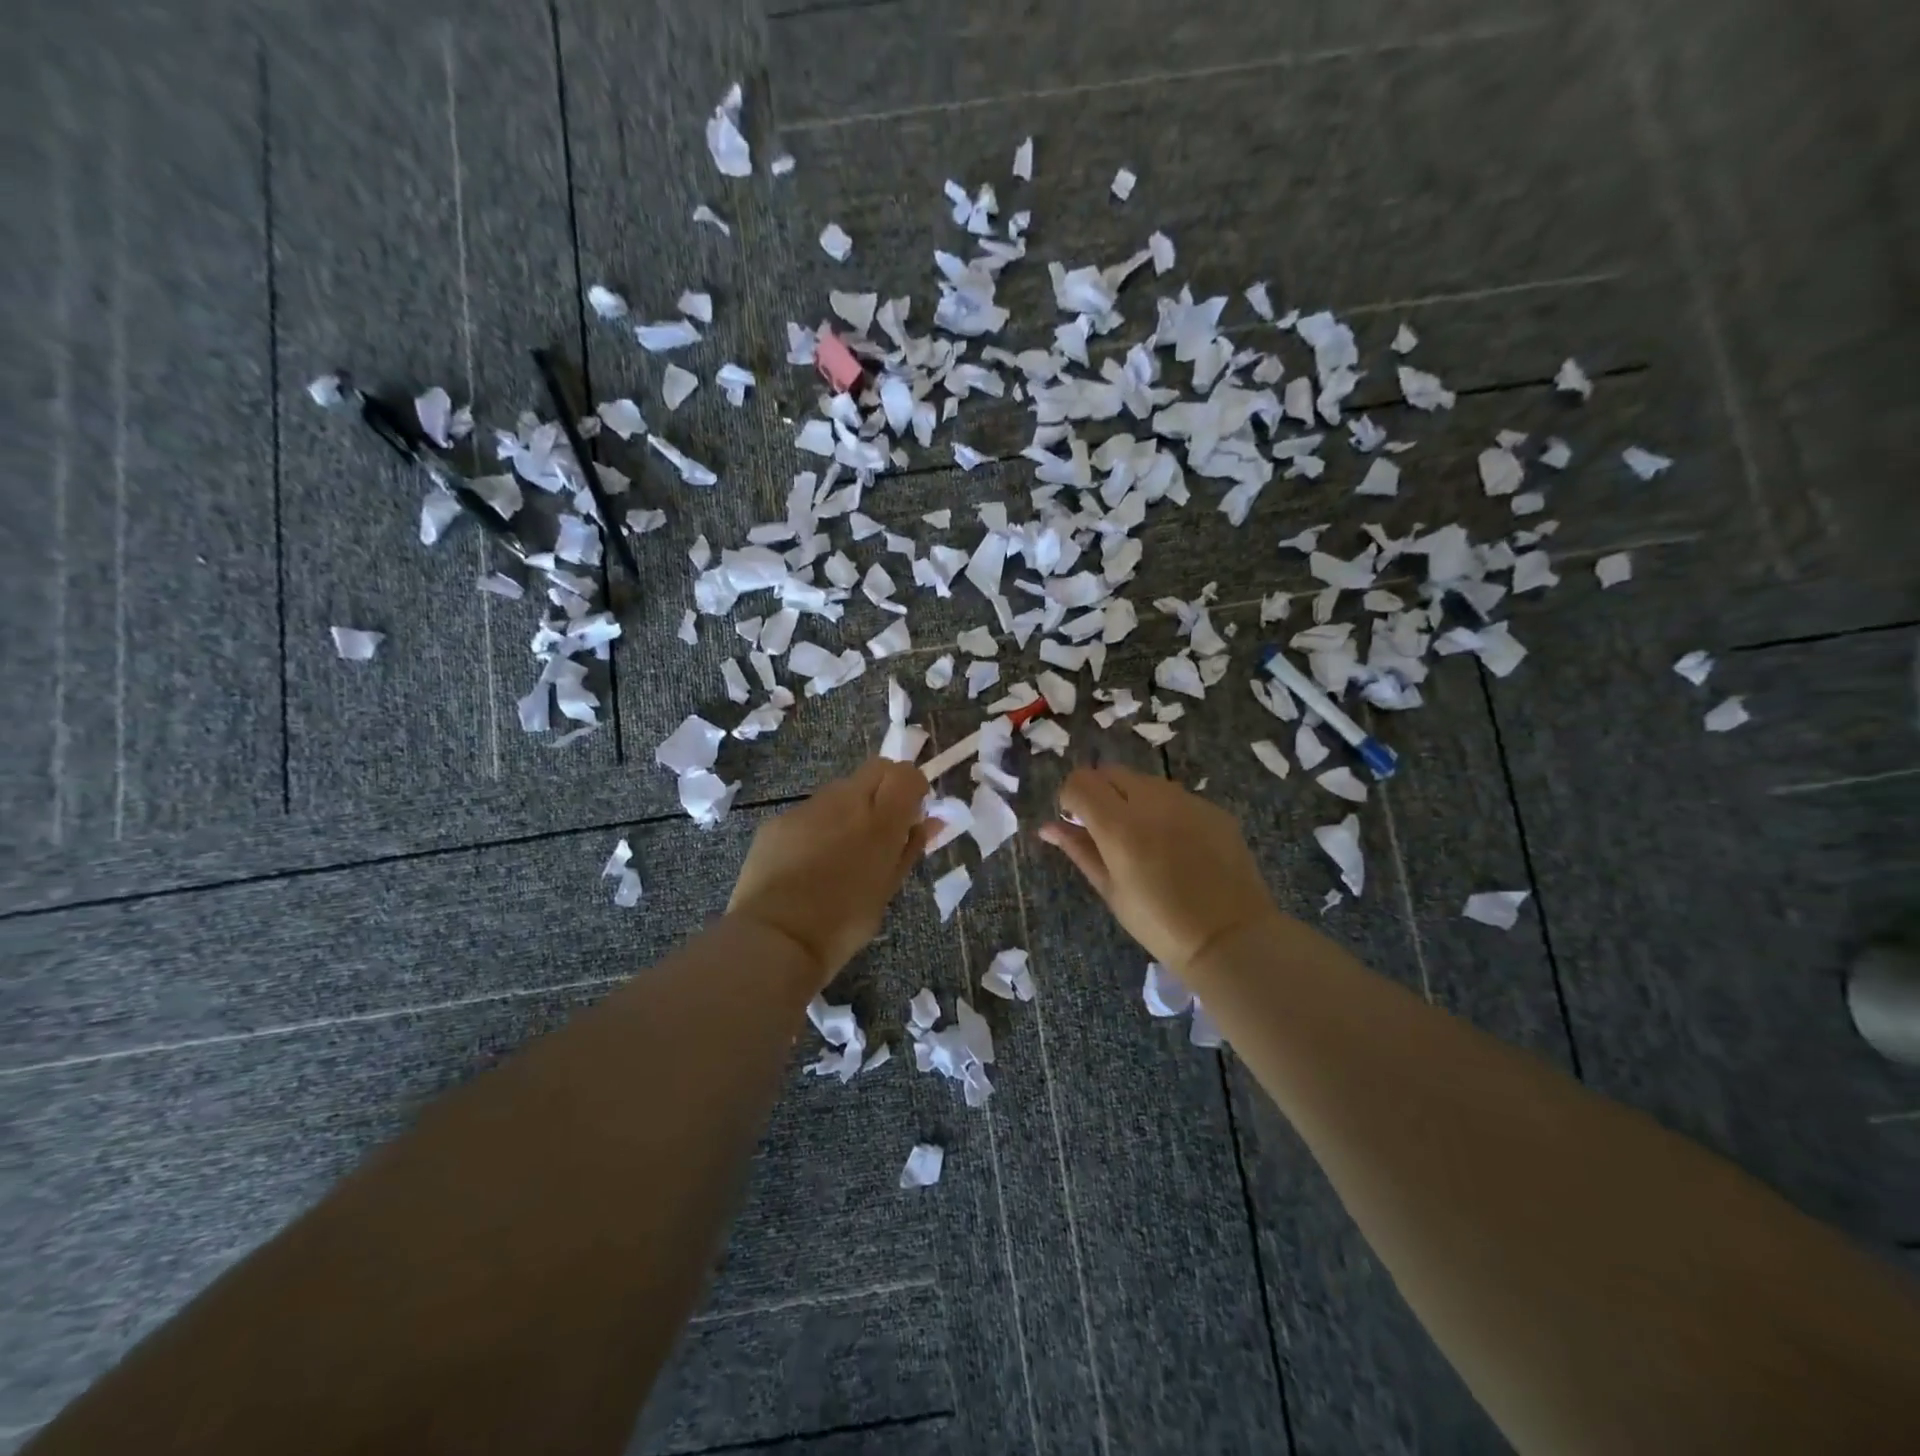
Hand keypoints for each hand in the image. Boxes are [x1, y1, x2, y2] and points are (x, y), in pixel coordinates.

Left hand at [727, 758, 929, 985]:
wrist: (775, 938)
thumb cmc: (843, 923)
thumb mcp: (887, 889)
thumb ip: (909, 848)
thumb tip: (929, 822)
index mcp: (881, 820)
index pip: (907, 774)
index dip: (913, 788)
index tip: (911, 813)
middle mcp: (846, 801)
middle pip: (876, 768)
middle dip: (885, 787)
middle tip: (882, 826)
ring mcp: (809, 807)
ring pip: (841, 788)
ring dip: (851, 806)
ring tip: (842, 849)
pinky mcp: (779, 820)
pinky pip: (810, 811)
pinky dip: (819, 825)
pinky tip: (809, 861)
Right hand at [1039, 765, 1279, 971]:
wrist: (1230, 937)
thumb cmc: (1159, 923)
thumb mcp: (1110, 890)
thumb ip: (1078, 849)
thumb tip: (1048, 827)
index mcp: (1119, 824)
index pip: (1080, 782)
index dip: (1070, 798)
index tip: (1075, 822)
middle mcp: (1151, 800)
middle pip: (1110, 772)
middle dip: (1099, 792)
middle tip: (1104, 828)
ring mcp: (1186, 800)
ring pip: (1144, 781)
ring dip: (1131, 798)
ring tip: (1142, 838)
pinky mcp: (1212, 808)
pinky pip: (1176, 796)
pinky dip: (1163, 810)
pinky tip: (1175, 845)